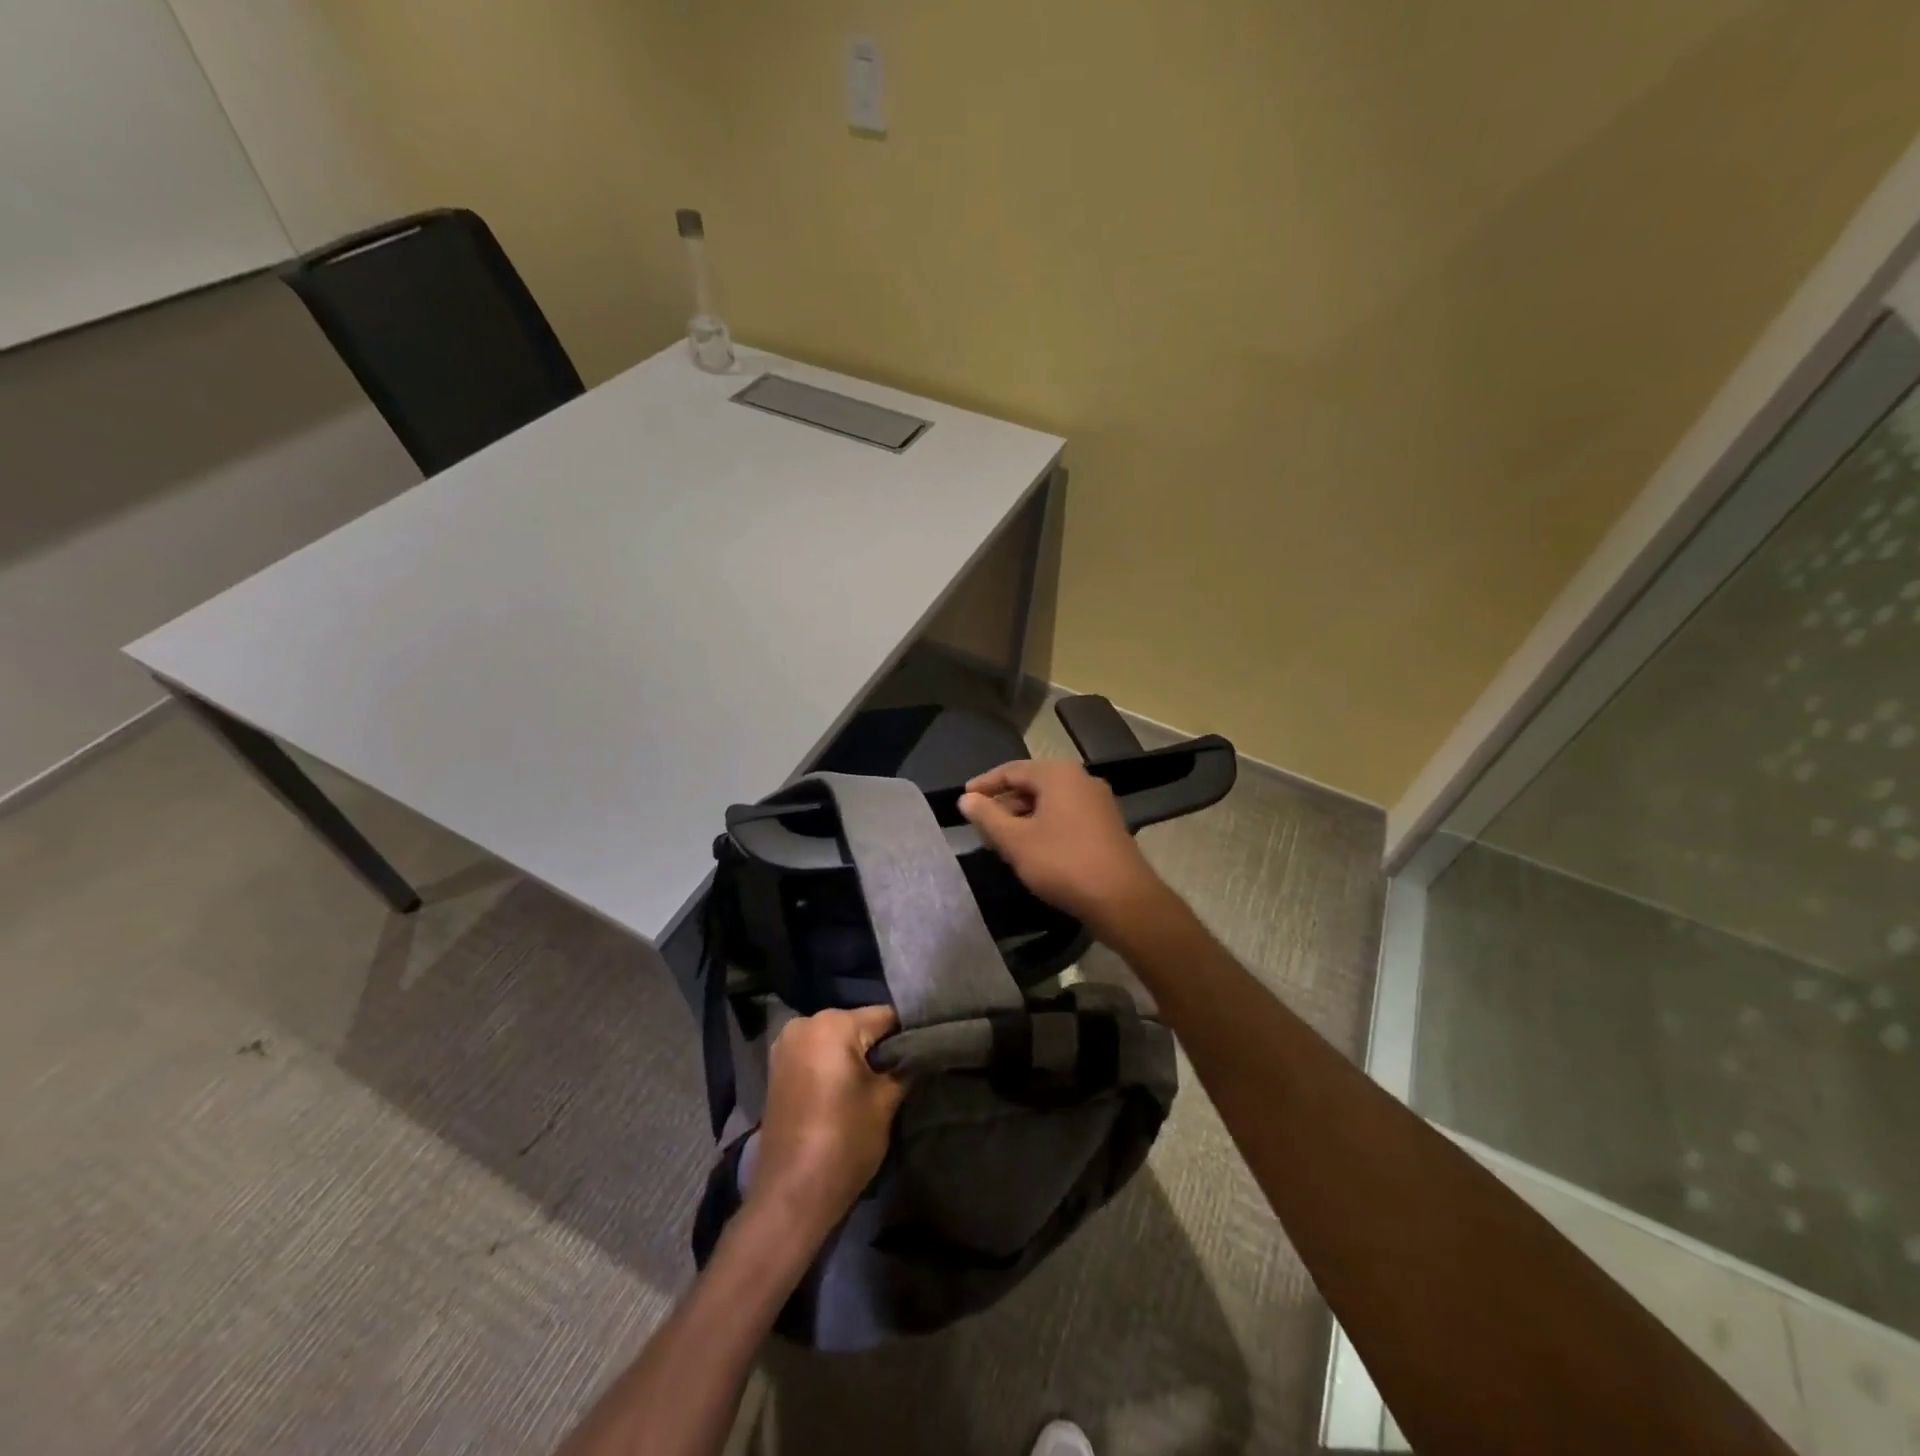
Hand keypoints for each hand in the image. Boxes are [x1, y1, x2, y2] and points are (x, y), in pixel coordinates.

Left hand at [748, 1006, 906, 1240]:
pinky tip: (845, 1091)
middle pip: (857, 1025)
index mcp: (833, 1023)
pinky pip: (816, 1054)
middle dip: (878, 1045)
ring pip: (836, 1039)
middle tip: (899, 1074)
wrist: (791, 1195)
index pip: (886, 1016)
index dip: (907, 1036)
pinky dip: (832, 1065)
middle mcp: (805, 1023)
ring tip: (873, 1085)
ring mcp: (785, 1045)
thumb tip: (919, 1051)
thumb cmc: (844, 1141)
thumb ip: (904, 1066)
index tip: (923, 1055)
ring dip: (854, 1056)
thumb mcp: (886, 1101)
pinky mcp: (776, 1068)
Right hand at [958, 759, 1167, 939]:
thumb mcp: (1016, 841)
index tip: (963, 799)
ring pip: (1050, 801)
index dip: (985, 784)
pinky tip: (1032, 847)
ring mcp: (1098, 802)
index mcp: (1058, 774)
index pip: (1012, 769)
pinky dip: (1044, 824)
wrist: (1122, 899)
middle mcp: (1081, 779)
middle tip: (981, 822)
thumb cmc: (1063, 863)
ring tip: (1001, 838)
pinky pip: (1066, 815)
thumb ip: (987, 817)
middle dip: (1004, 802)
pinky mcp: (1107, 824)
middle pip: (1033, 783)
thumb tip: (965, 798)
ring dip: (1023, 816)